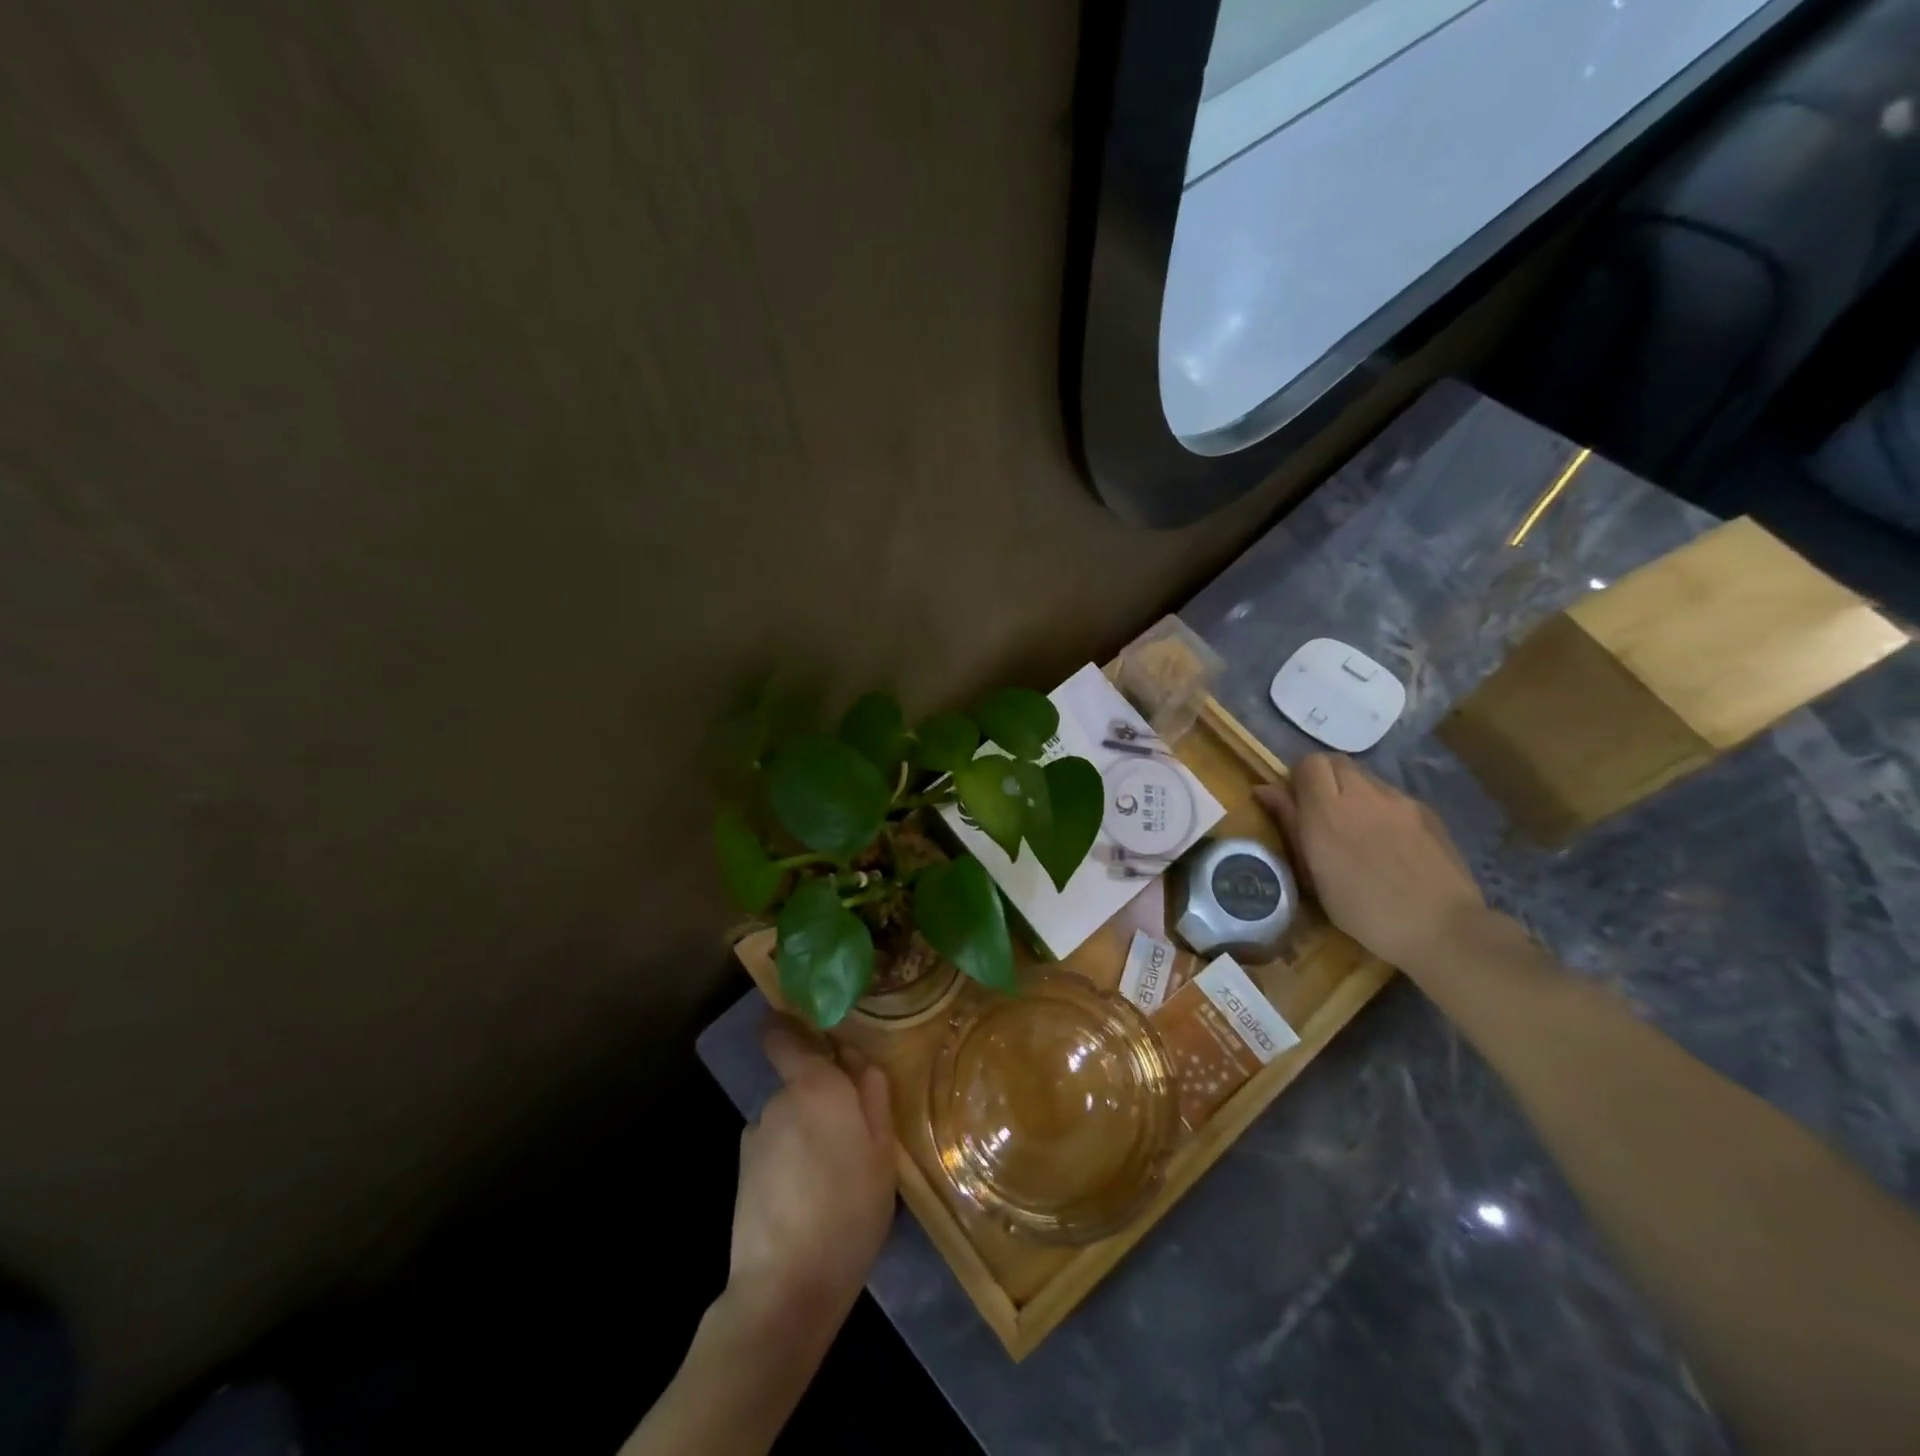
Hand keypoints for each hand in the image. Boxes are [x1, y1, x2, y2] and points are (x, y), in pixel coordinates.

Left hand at [727, 1017, 895, 1344]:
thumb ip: (872, 1094)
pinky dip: (789, 1161)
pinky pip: (774, 1148)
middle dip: (823, 1099)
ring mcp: (755, 1135)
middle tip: (852, 1140)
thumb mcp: (882, 1151)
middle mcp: (779, 1099)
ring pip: (789, 1118)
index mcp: (815, 1085)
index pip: (783, 1035)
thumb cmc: (849, 1211)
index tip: (814, 1036)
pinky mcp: (742, 1170)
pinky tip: (805, 1199)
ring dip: (807, 1134)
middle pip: (800, 1081)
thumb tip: (857, 1058)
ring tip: (831, 1179)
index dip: (789, 1027)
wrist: (785, 1287)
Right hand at [1255, 753, 1485, 970]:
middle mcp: (1363, 793)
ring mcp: (1400, 800)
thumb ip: (1290, 824)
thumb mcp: (1312, 874)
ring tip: (1357, 830)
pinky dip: (1380, 808)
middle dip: (1324, 779)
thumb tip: (1265, 790)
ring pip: (1366, 777)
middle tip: (1322, 814)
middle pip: (1336, 762)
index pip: (1308, 762)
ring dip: (1353, 792)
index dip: (1298, 778)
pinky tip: (1388, 843)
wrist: (1442, 928)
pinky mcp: (1427, 811)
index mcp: (1327, 809)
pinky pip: (1393, 797)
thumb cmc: (1363, 910)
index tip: (1296, 805)